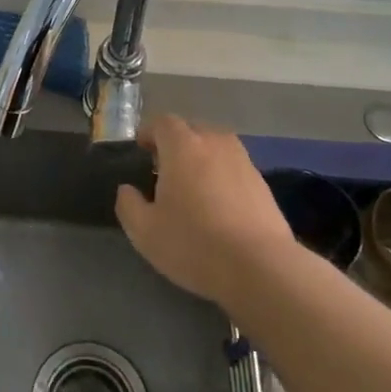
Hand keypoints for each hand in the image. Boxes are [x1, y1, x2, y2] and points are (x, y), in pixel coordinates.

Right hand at [115, 114, 297, 306]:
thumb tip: (127, 190)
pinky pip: (234, 167)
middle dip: (176, 143)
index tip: (142, 151)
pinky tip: (219, 204)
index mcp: (182, 146)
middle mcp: (214, 143)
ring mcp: (243, 162)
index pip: (163, 122)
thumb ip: (128, 205)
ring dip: (202, 158)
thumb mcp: (145, 231)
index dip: (150, 133)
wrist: (261, 268)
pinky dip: (222, 176)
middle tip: (165, 170)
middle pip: (192, 130)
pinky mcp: (263, 184)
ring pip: (216, 147)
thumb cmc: (194, 244)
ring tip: (193, 185)